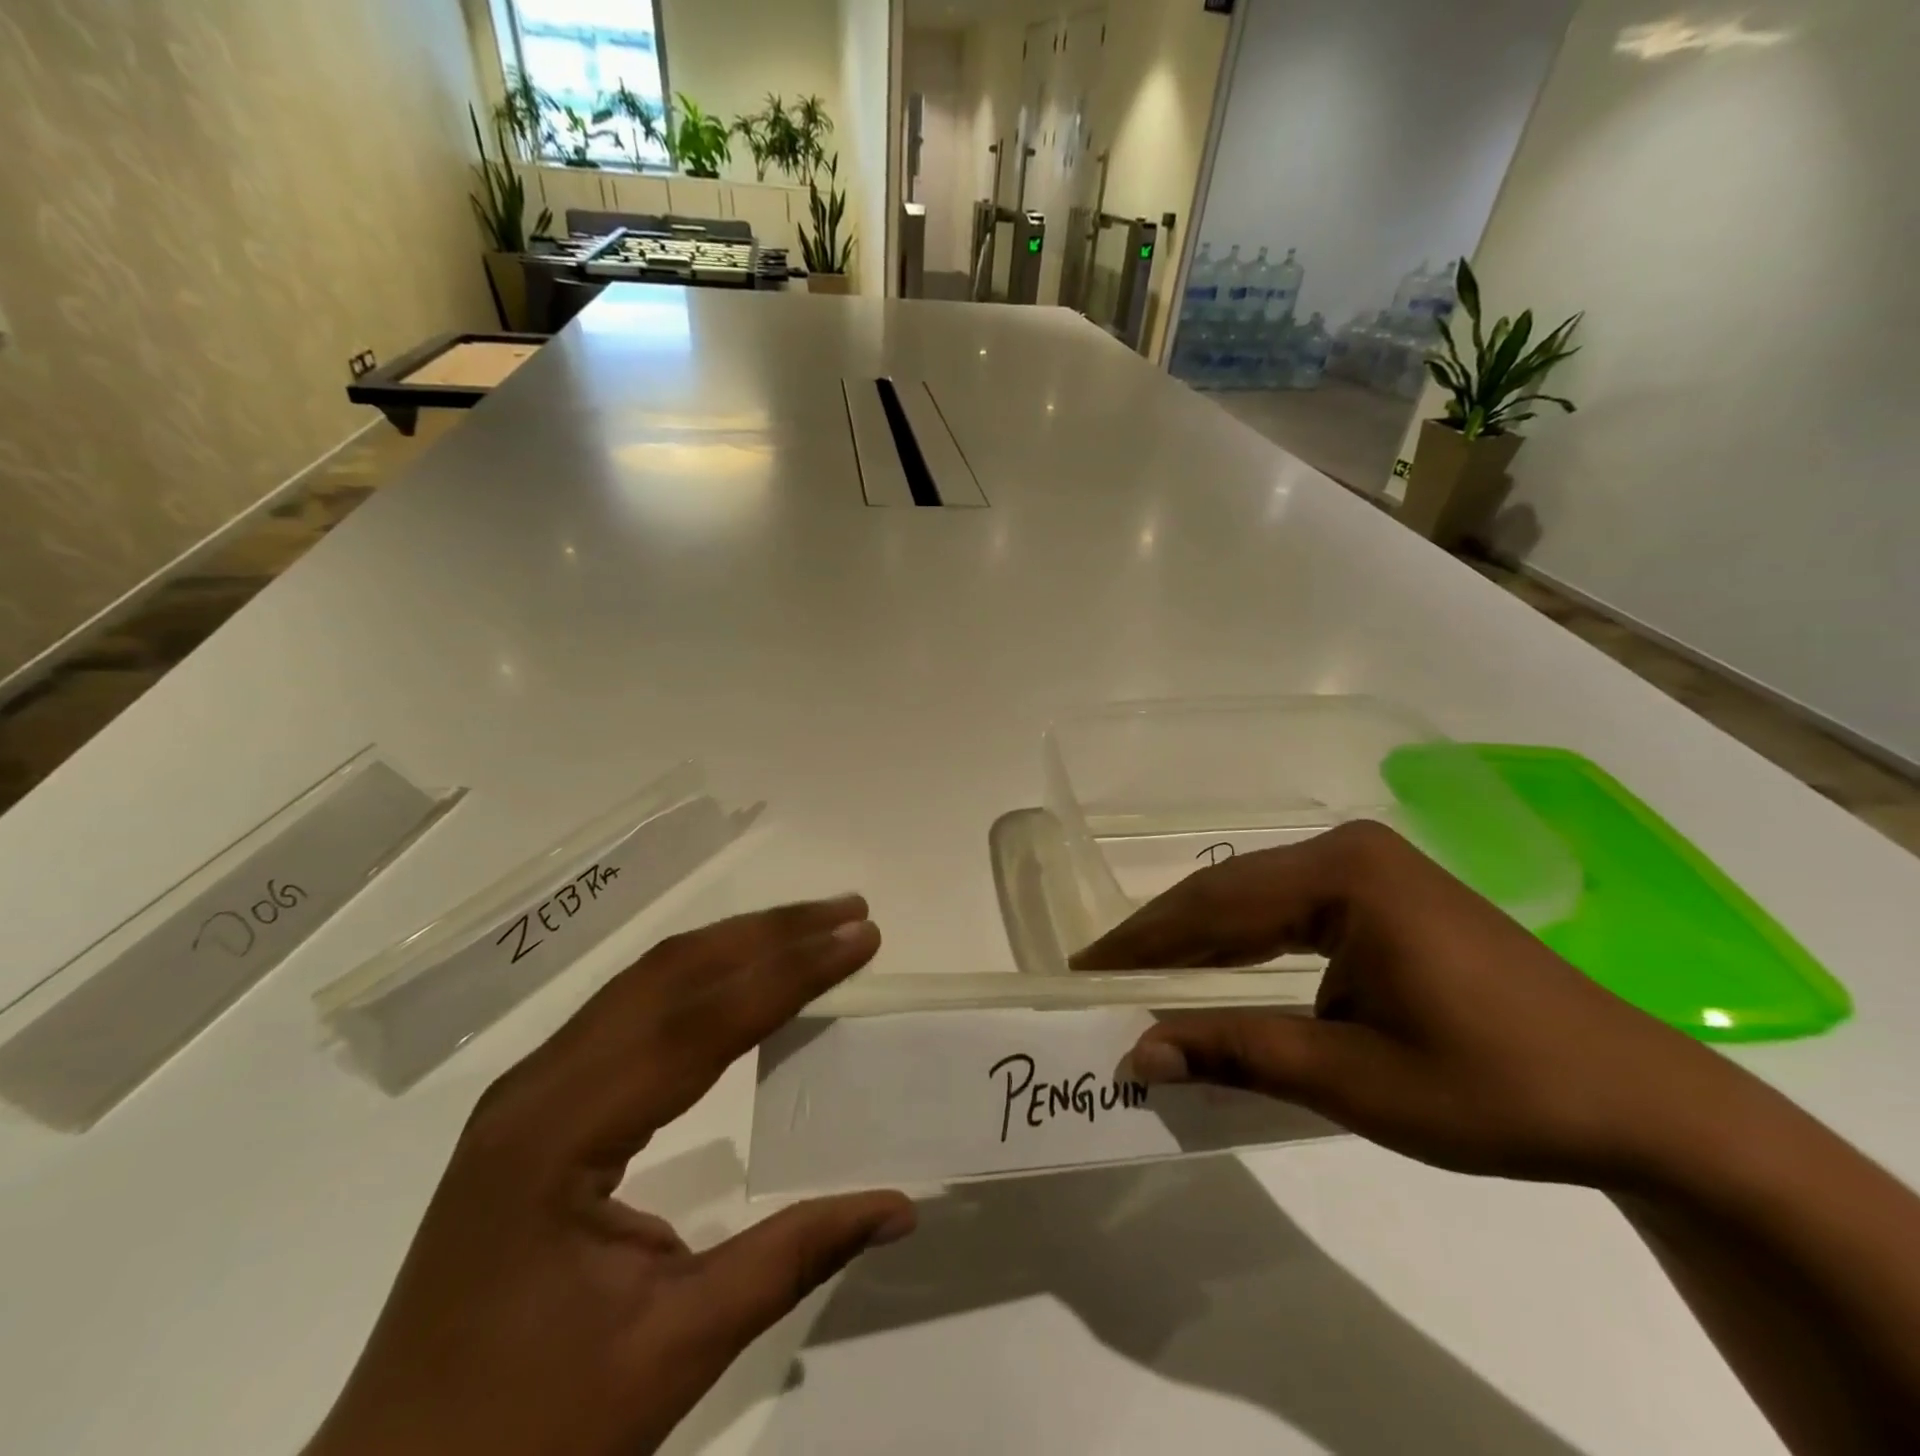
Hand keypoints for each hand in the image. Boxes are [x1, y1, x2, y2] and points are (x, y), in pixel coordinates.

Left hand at [306, 896, 914, 1455]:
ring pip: (647, 982)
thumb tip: (901, 1207)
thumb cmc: (527, 1433)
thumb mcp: (672, 1351)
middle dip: (769, 933)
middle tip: (849, 911)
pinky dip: (700, 977)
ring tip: (810, 926)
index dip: (790, 972)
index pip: (699, 1024)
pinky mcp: (537, 1106)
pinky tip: (738, 975)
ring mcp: (530, 1091)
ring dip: (735, 943)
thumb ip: (793, 1257)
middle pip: (670, 976)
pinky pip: (630, 1011)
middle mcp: (538, 1087)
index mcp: (559, 1135)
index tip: (861, 936)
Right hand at [1072, 821, 1740, 1189]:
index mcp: (1342, 874)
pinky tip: (1214, 970)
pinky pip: (1290, 912)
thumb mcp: (1353, 1080)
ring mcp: (1370, 868)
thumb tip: (1136, 1055)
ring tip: (1140, 976)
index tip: (1084, 971)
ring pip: (1254, 900)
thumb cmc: (1496, 1089)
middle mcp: (1348, 851)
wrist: (1641, 1104)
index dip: (1142, 942)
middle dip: (1161, 938)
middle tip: (1099, 976)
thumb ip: (1237, 1055)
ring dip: (1198, 941)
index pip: (1213, 904)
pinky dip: (1243, 945)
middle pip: (1227, 892)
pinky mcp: (1385, 895)